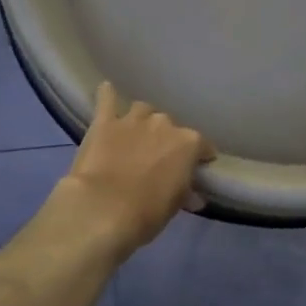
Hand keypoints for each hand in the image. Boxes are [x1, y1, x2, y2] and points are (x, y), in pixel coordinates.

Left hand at [55, 82, 214, 258]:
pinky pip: (107, 99)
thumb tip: (193, 195)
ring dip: (141, 122)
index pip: (202, 146)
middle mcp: (164, 124)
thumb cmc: (147, 213)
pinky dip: (107, 96)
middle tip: (158, 159)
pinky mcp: (104, 122)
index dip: (200, 157)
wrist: (102, 210)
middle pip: (170, 127)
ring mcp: (133, 120)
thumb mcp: (174, 205)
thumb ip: (185, 192)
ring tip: (134, 137)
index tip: (196, 168)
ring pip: (142, 111)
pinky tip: (106, 91)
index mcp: (188, 143)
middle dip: (166, 140)